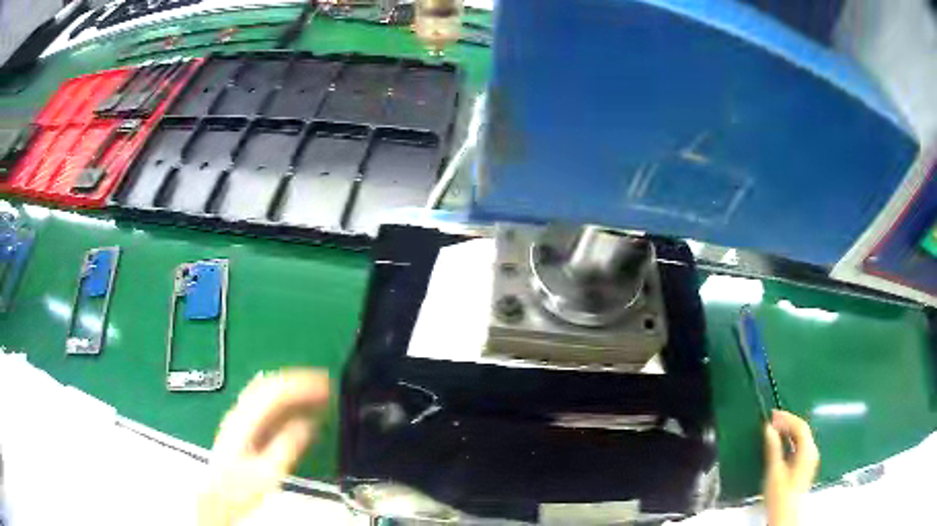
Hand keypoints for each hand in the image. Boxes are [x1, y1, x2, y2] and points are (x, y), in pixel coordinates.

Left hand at [198, 369, 330, 525]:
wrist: (219, 497)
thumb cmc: (241, 488)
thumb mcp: (268, 472)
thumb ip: (287, 445)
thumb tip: (308, 424)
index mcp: (244, 420)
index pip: (274, 390)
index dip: (301, 384)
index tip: (325, 385)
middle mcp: (240, 412)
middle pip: (269, 383)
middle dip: (299, 380)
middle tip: (326, 385)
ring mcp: (240, 417)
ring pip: (267, 390)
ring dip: (293, 387)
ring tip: (317, 393)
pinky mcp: (244, 426)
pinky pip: (266, 403)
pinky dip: (286, 400)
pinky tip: (299, 409)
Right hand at [763, 410, 819, 525]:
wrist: (785, 516)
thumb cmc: (780, 495)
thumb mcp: (774, 471)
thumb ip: (773, 448)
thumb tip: (769, 428)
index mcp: (807, 450)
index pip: (800, 426)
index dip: (787, 418)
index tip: (772, 415)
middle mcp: (812, 452)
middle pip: (802, 431)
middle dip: (788, 423)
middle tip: (772, 421)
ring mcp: (810, 460)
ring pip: (802, 439)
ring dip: (789, 432)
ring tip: (775, 431)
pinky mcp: (806, 467)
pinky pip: (800, 447)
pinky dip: (791, 442)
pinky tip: (782, 445)